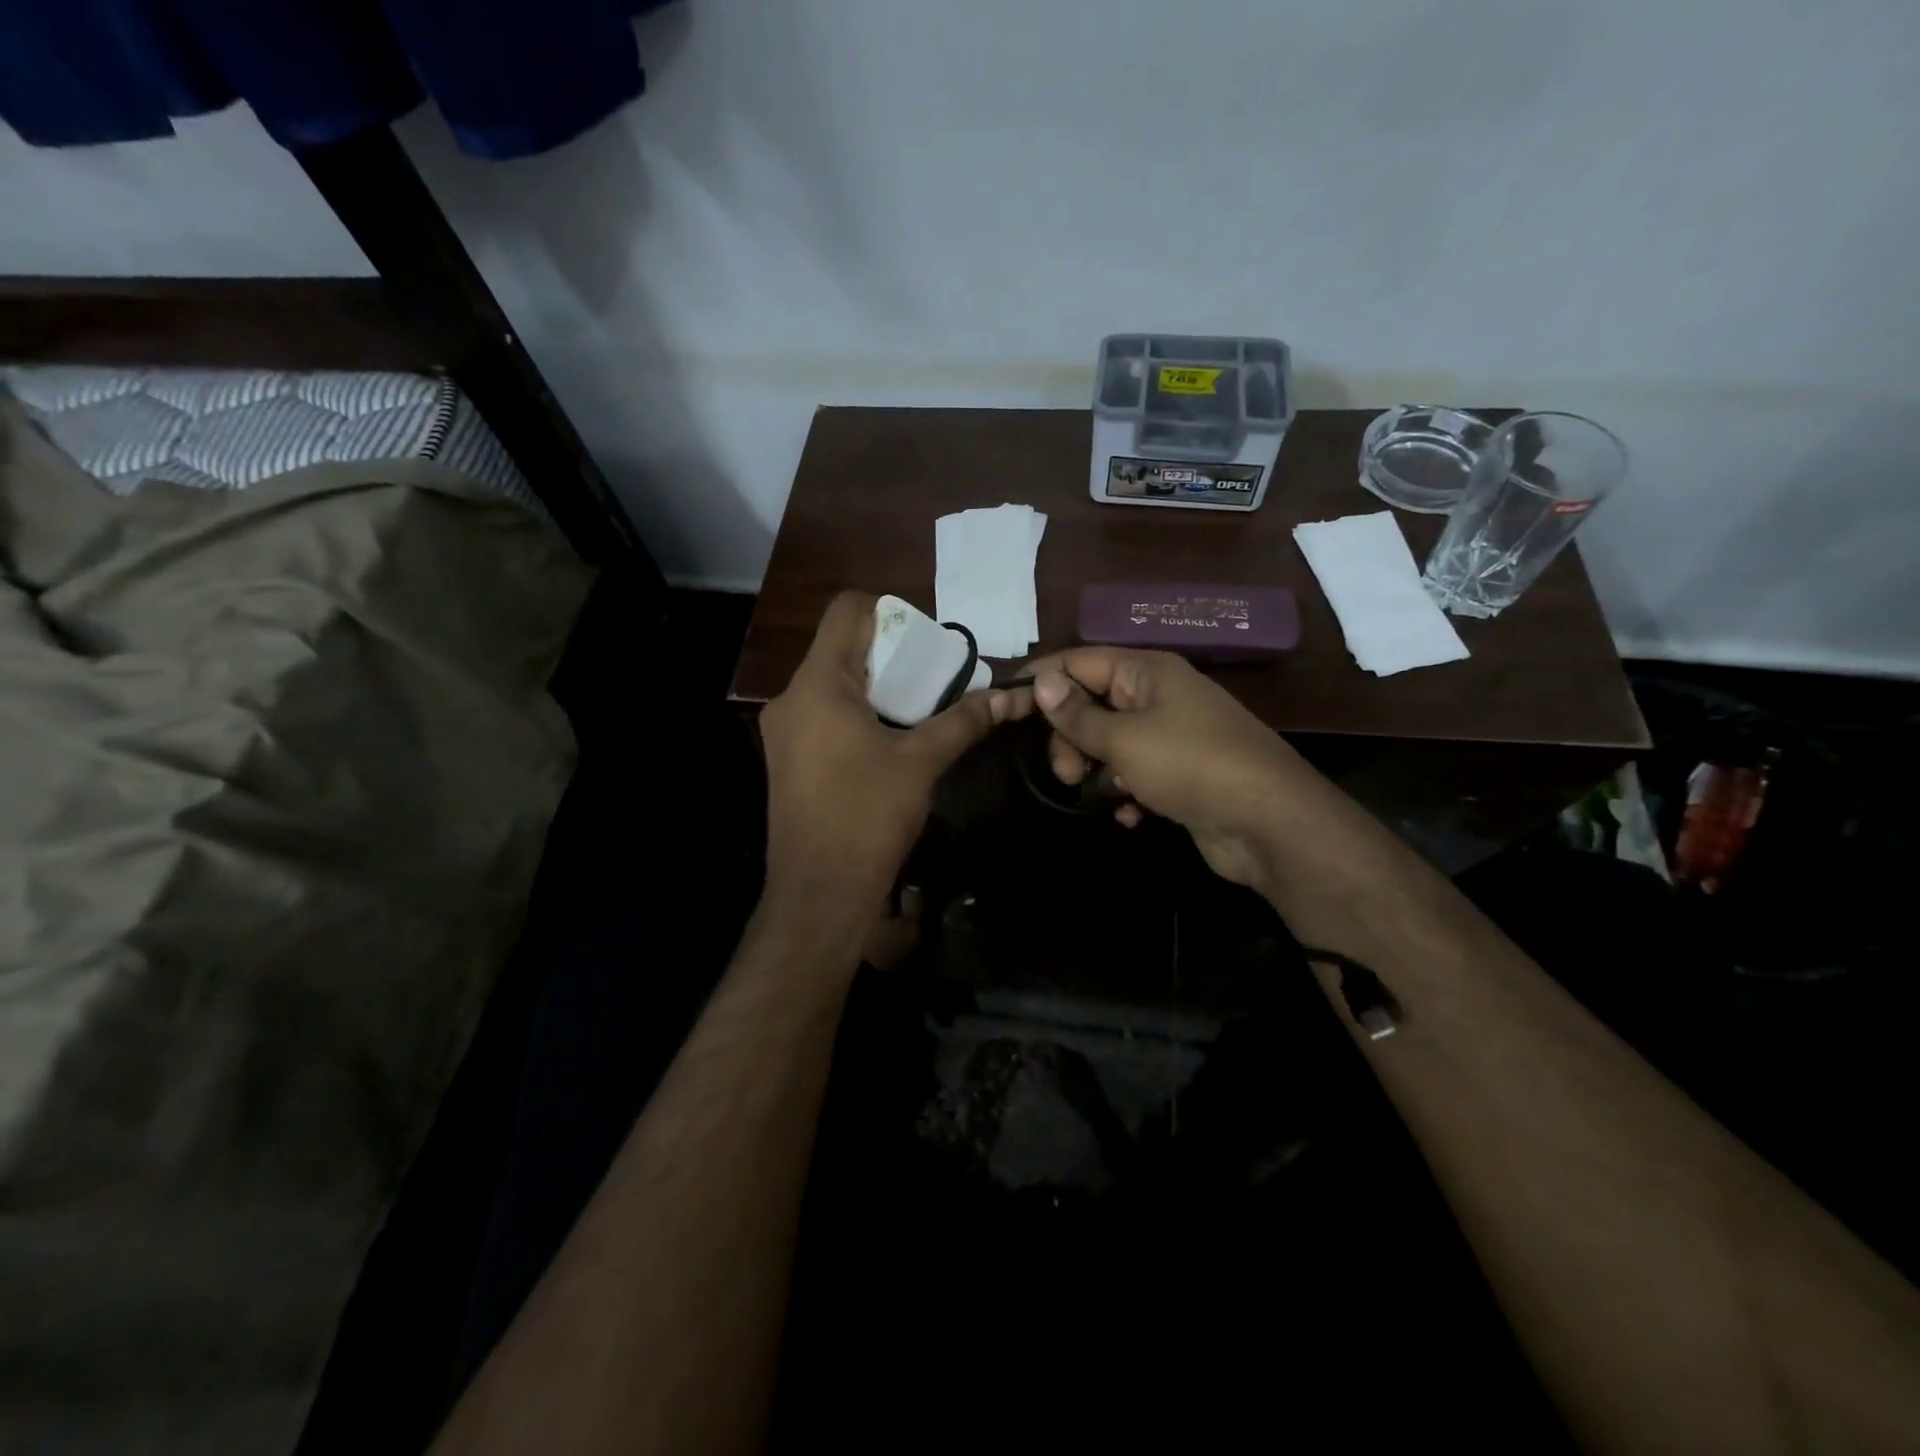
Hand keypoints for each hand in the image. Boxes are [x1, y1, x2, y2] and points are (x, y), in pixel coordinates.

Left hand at [761, 592, 1006, 913]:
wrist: (819, 893)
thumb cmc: (868, 816)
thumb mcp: (921, 762)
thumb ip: (964, 721)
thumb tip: (1011, 698)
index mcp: (818, 684)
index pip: (847, 611)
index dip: (890, 612)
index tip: (926, 643)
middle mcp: (792, 698)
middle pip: (841, 648)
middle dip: (890, 656)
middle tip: (933, 678)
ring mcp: (784, 732)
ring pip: (832, 685)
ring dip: (876, 688)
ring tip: (918, 711)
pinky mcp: (787, 760)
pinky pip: (823, 716)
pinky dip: (857, 715)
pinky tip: (888, 742)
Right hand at [1018, 647, 1308, 886]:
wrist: (1268, 822)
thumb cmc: (1190, 765)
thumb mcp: (1124, 738)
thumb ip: (1077, 714)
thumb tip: (1040, 681)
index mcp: (1146, 672)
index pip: (1079, 661)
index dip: (1043, 682)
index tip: (1008, 710)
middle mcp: (1158, 696)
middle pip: (1092, 704)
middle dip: (1070, 738)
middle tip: (1065, 772)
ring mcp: (1171, 736)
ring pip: (1111, 743)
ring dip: (1097, 770)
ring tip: (1099, 795)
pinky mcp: (1180, 774)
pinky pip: (1136, 774)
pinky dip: (1126, 792)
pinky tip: (1130, 815)